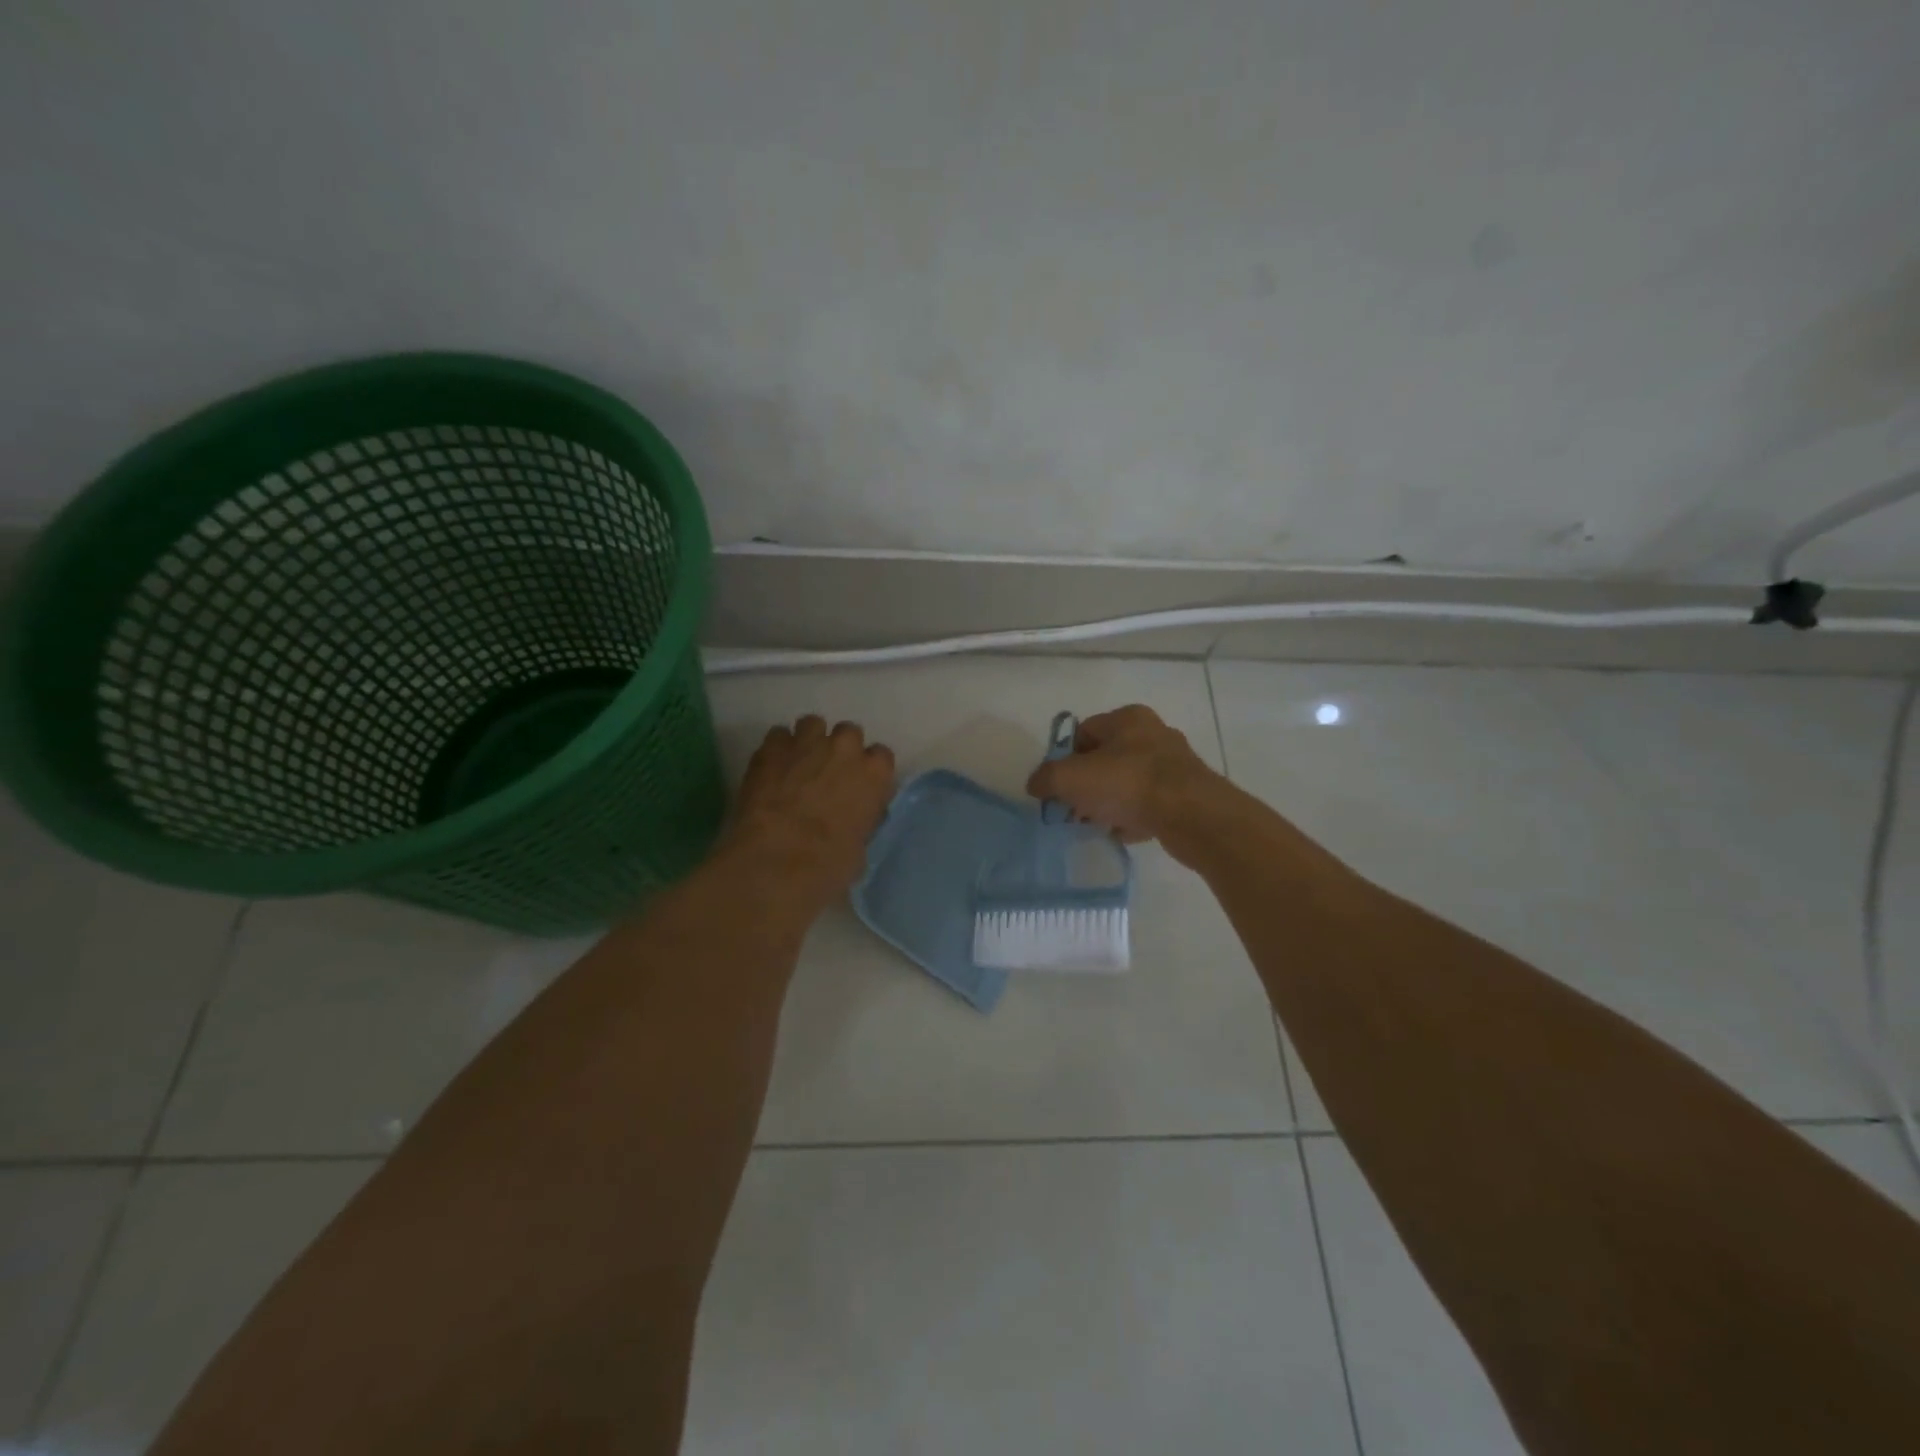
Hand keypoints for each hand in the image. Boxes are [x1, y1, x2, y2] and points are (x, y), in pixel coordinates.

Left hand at [726, 716, 895, 906]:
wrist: (778, 858)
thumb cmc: (829, 863)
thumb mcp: (860, 847)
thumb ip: (861, 821)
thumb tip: (853, 821)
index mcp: (875, 773)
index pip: (881, 756)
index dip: (868, 770)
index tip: (859, 785)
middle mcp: (845, 748)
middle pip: (849, 733)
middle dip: (840, 749)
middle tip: (827, 773)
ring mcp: (807, 743)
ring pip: (813, 724)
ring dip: (809, 741)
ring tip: (797, 764)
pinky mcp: (772, 747)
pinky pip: (778, 735)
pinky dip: (777, 749)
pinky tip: (771, 769)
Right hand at [1025, 705, 1221, 843]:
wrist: (1191, 815)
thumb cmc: (1127, 784)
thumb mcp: (1070, 778)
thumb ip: (1046, 778)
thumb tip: (1035, 784)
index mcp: (1127, 718)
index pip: (1084, 732)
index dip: (1065, 758)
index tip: (1057, 785)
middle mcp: (1154, 734)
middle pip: (1107, 758)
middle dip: (1087, 783)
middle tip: (1074, 807)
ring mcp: (1174, 765)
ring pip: (1128, 782)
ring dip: (1109, 802)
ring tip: (1096, 823)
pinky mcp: (1187, 794)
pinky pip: (1149, 804)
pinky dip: (1133, 817)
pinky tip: (1122, 834)